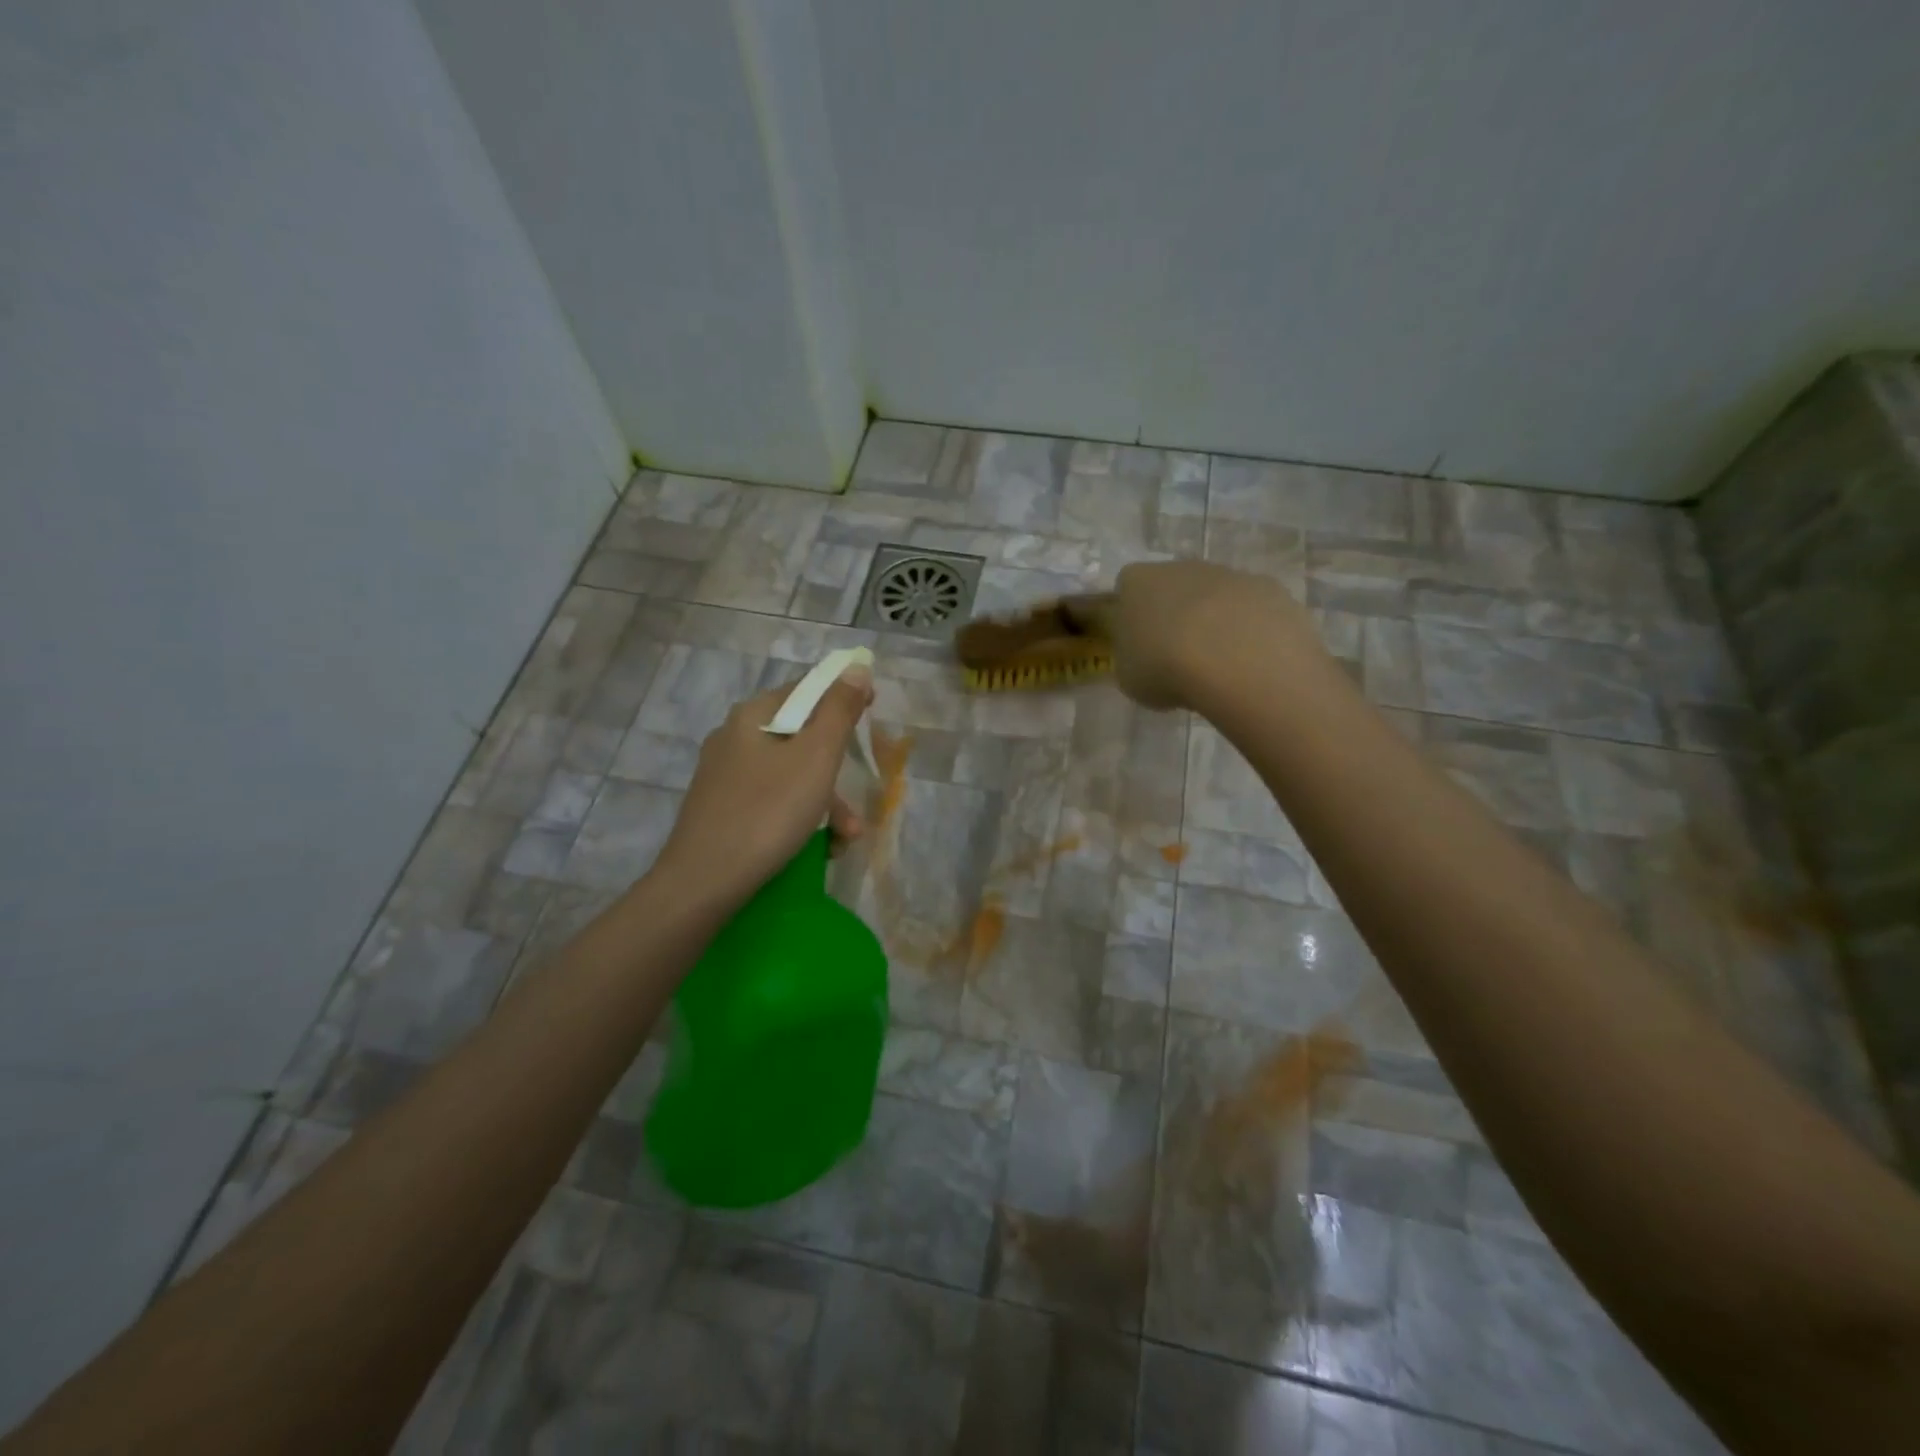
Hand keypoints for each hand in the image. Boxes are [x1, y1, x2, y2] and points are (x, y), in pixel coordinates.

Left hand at [652, 664, 872, 908]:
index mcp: (753, 715)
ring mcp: (724, 776)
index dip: (842, 697)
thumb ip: (839, 710)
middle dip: (836, 770)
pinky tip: (816, 847)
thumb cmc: (768, 812)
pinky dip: (798, 818)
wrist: (704, 882)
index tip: (871, 713)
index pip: (806, 689)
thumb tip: (855, 667)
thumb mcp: (816, 757)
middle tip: (857, 802)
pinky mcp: (721, 809)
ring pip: (789, 775)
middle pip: (801, 738)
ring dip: (824, 803)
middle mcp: (734, 737)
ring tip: (844, 838)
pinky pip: (771, 801)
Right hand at [1097, 561, 1318, 709]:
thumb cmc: (1165, 667)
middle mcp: (1181, 567)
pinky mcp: (1269, 588)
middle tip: (1178, 658)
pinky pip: (1252, 609)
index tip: (1139, 644)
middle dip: (1176, 616)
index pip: (1127, 588)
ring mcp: (1228, 573)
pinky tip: (1251, 662)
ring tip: (1219, 666)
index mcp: (1138, 582)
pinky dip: (1251, 631)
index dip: (1132, 616)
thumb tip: (1145, 656)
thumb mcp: (1128, 676)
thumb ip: (1132, 658)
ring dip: (1215, 623)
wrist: (1236, 661)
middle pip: (1174, 588)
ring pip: (1216, 597)